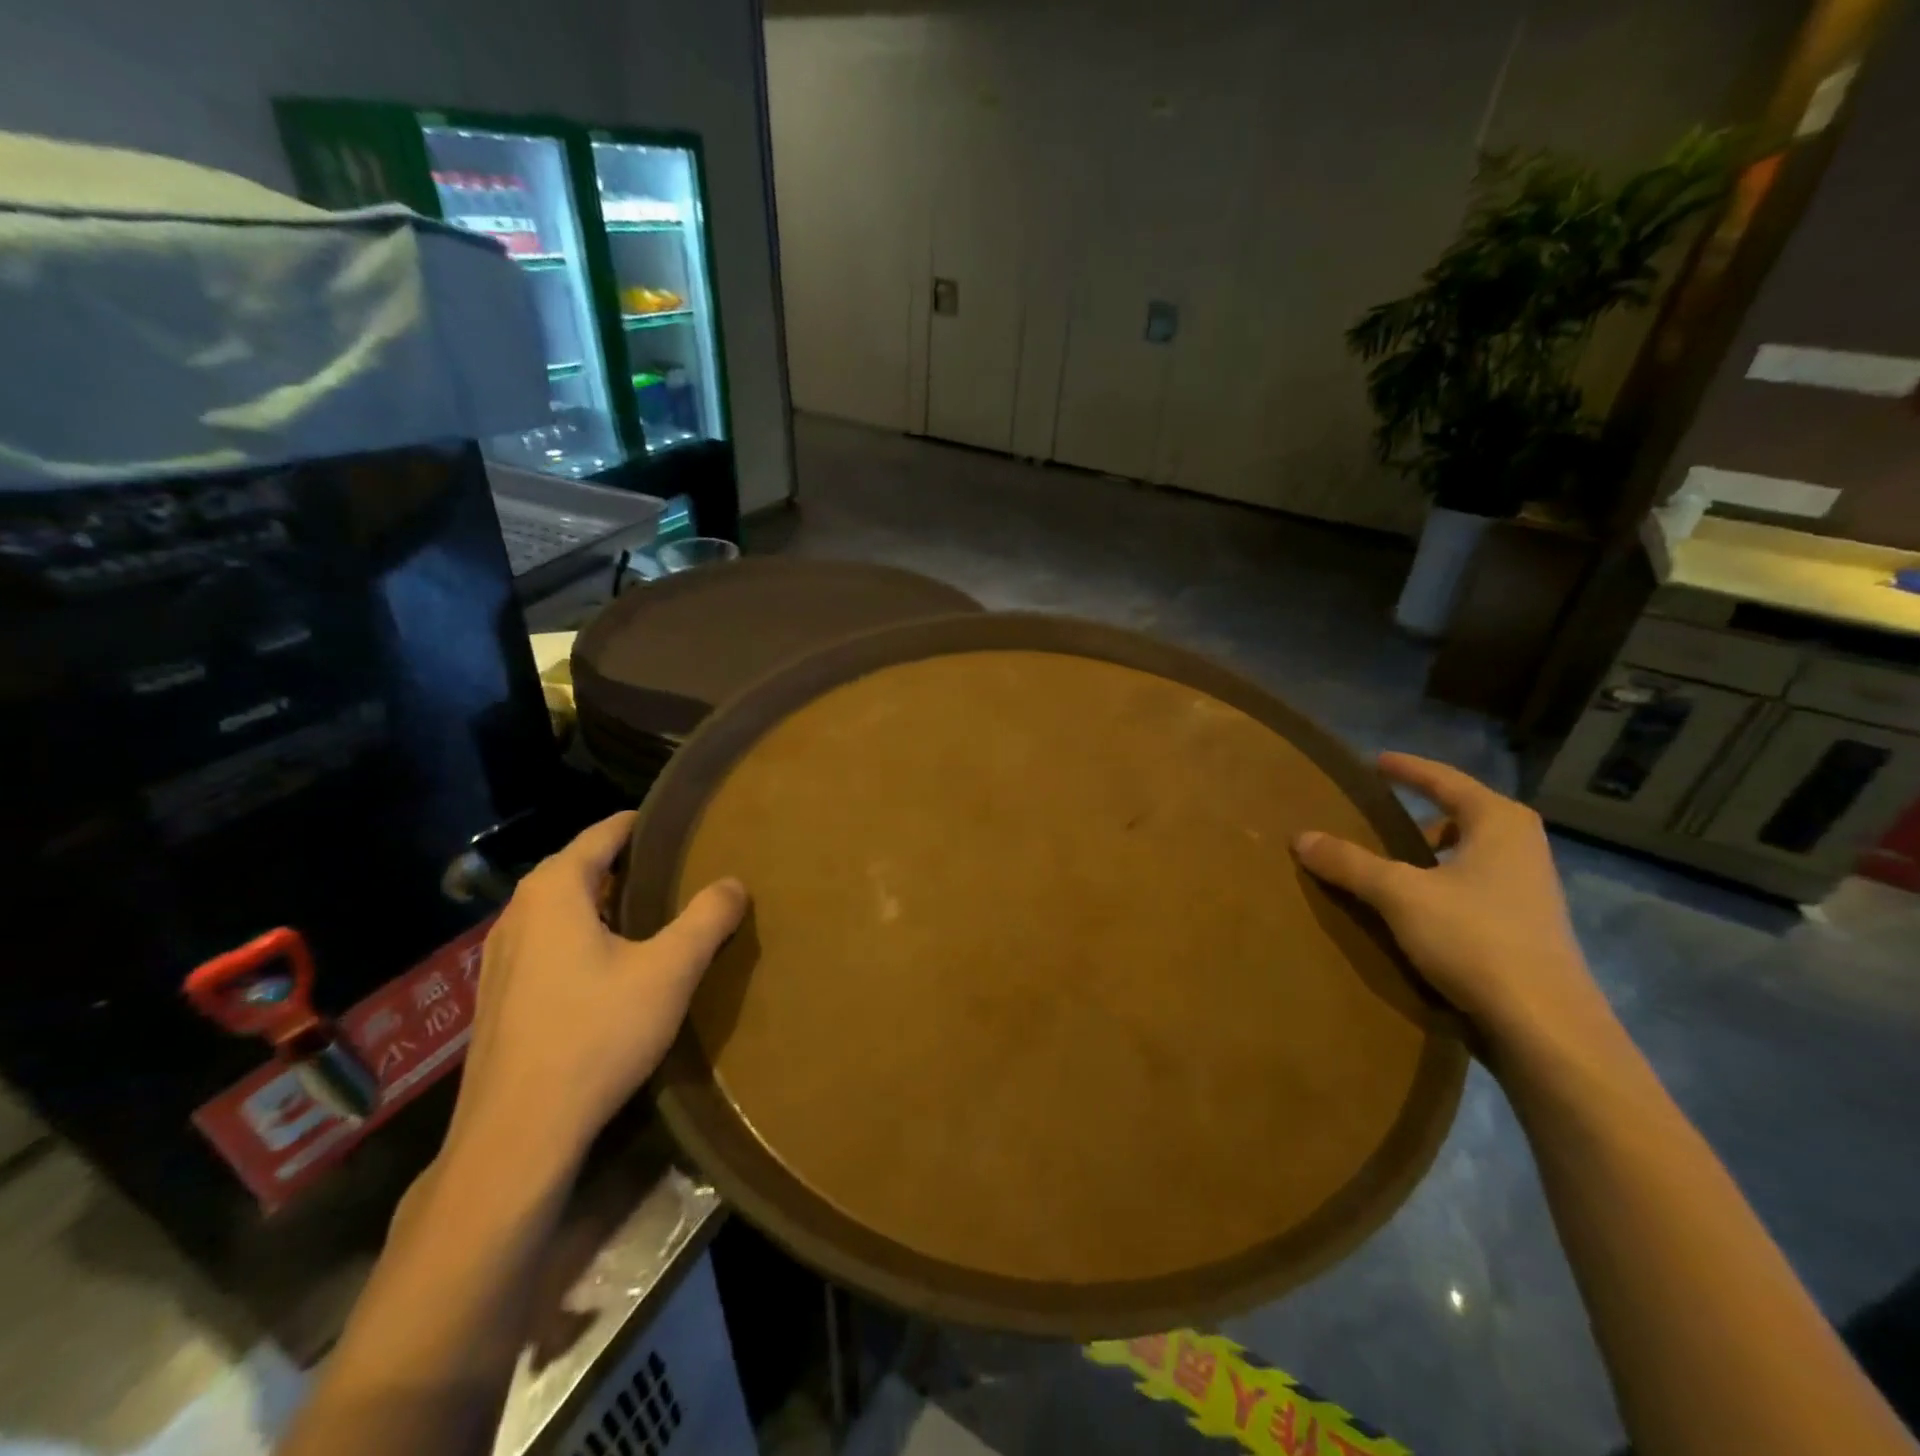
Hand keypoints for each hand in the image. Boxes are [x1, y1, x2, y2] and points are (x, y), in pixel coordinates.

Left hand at [445, 812, 747, 1173]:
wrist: (517, 1135)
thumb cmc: (596, 1035)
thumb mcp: (669, 971)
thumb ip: (706, 919)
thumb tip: (733, 883)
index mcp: (554, 891)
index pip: (603, 833)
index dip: (643, 825)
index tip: (681, 826)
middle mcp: (518, 913)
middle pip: (580, 868)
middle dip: (627, 865)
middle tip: (680, 871)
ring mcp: (500, 958)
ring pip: (562, 909)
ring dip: (605, 904)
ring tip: (654, 914)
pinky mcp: (498, 998)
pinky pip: (549, 943)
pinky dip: (583, 937)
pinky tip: (612, 968)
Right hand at [1293, 752, 1612, 1055]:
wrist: (1545, 1026)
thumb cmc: (1475, 939)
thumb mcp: (1399, 894)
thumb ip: (1349, 862)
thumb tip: (1301, 837)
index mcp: (1499, 823)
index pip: (1446, 780)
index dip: (1409, 769)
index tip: (1377, 762)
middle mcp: (1521, 847)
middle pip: (1463, 815)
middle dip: (1422, 811)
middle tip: (1377, 812)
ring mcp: (1528, 889)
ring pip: (1468, 854)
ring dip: (1430, 852)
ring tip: (1388, 860)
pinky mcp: (1524, 927)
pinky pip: (1472, 886)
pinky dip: (1440, 884)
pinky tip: (1413, 907)